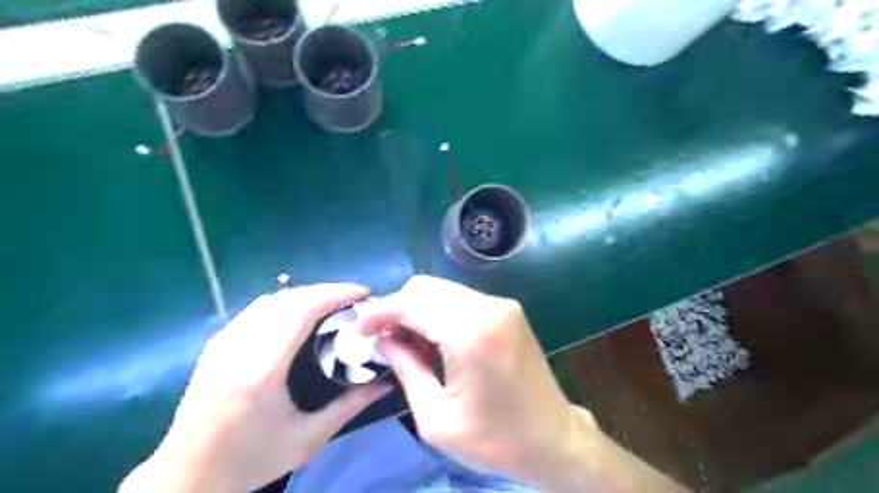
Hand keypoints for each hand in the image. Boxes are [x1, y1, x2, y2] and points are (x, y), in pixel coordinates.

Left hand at [120, 284, 391, 491]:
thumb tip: (385, 383)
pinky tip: (300, 316)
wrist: (185, 478)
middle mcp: (238, 347)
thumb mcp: (307, 439)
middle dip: (326, 291)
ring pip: (271, 300)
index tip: (363, 293)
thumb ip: (349, 406)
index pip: (301, 310)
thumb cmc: (250, 461)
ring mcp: (223, 342)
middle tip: (354, 300)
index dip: (335, 294)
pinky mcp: (216, 344)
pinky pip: (257, 310)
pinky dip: (286, 303)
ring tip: (332, 305)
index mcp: (261, 370)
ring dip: (306, 295)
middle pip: (288, 299)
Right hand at [354, 276, 685, 492]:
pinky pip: (459, 300)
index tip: (359, 331)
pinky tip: (435, 343)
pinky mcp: (506, 310)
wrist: (554, 439)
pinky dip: (438, 314)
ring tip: (410, 347)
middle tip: (386, 342)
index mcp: (472, 332)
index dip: (380, 312)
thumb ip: (405, 367)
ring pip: (441, 290)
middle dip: (398, 310)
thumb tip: (383, 338)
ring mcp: (501, 305)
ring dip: (418, 312)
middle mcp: (489, 307)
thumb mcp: (436, 418)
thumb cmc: (495, 439)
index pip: (413, 302)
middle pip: (426, 287)